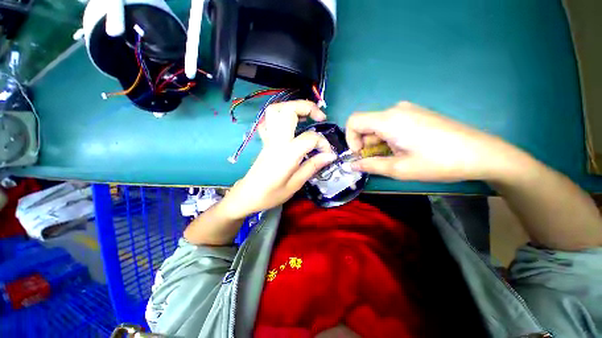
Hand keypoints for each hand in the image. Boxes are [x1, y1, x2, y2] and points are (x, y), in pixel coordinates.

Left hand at [224, 100, 336, 218]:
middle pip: (288, 111)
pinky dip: (280, 116)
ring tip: (305, 117)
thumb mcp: (295, 184)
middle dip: (307, 107)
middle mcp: (276, 141)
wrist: (247, 195)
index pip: (309, 138)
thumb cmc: (271, 194)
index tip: (328, 154)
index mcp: (286, 154)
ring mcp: (268, 138)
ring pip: (276, 110)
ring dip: (292, 107)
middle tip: (320, 117)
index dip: (323, 143)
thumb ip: (312, 166)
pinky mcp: (265, 140)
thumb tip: (330, 155)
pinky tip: (289, 124)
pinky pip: (269, 120)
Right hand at [346, 101, 519, 181]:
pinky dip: (387, 137)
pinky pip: (391, 124)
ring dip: (376, 142)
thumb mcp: (400, 169)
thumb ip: (371, 166)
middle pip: (366, 124)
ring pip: (378, 125)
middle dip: (364, 144)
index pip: (354, 121)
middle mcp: (395, 109)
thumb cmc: (438, 162)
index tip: (360, 154)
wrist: (481, 153)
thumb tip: (351, 165)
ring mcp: (407, 110)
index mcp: (389, 120)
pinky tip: (402, 148)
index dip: (350, 138)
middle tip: (375, 161)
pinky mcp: (416, 113)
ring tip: (392, 157)